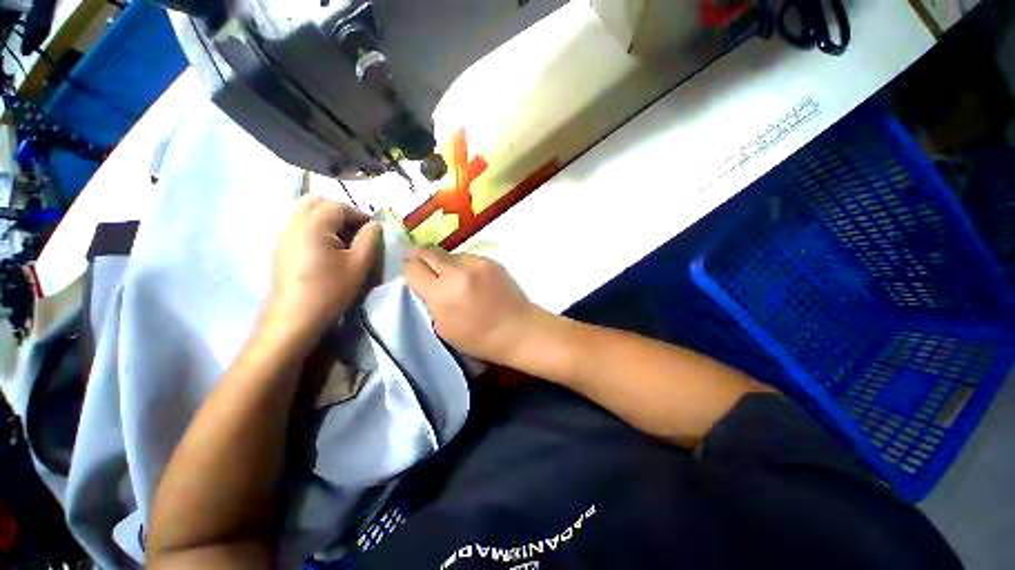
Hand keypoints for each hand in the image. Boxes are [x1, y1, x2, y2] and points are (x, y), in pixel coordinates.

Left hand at [264, 196, 380, 341]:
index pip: (339, 206)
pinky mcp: (279, 246)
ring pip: (305, 211)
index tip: (373, 230)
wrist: (295, 317)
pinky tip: (327, 248)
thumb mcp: (359, 264)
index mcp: (313, 224)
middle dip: (340, 211)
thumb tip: (375, 224)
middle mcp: (293, 222)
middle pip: (316, 202)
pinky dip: (315, 227)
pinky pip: (298, 224)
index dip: (359, 214)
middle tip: (356, 230)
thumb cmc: (330, 289)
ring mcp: (283, 234)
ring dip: (327, 219)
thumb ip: (370, 239)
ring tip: (343, 240)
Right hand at [404, 248, 538, 364]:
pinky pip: (468, 257)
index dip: (409, 270)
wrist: (517, 329)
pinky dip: (463, 265)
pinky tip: (470, 278)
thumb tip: (427, 283)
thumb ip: (431, 301)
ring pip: (449, 254)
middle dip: (420, 256)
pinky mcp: (491, 260)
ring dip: (445, 262)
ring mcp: (476, 263)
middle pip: (428, 252)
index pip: (413, 269)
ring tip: (451, 275)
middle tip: (419, 261)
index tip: (412, 272)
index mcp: (442, 294)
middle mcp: (457, 272)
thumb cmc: (479, 338)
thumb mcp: (443, 327)